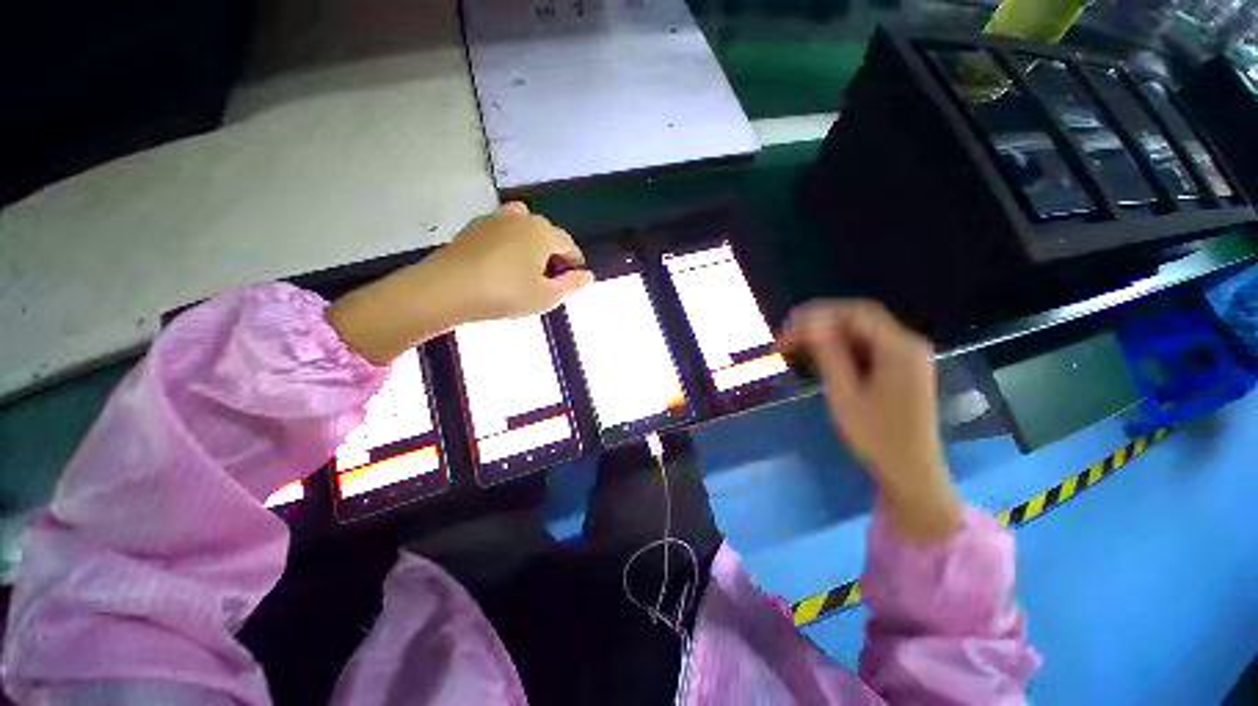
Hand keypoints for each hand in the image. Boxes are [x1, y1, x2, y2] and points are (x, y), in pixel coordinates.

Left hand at [327, 202, 592, 364]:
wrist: (447, 289)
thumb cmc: (506, 293)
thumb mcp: (547, 297)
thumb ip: (572, 285)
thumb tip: (588, 275)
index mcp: (543, 232)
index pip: (569, 244)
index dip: (575, 262)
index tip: (575, 278)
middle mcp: (521, 217)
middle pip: (546, 233)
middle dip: (553, 254)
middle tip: (550, 279)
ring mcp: (494, 219)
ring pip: (522, 228)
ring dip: (530, 245)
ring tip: (526, 269)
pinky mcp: (472, 227)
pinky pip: (500, 232)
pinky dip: (508, 244)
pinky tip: (501, 265)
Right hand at [776, 300, 962, 542]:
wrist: (911, 471)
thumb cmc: (876, 436)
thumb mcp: (845, 394)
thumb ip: (830, 355)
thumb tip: (810, 324)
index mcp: (899, 347)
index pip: (855, 313)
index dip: (818, 313)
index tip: (788, 324)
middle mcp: (907, 344)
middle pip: (859, 318)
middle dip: (820, 322)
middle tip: (788, 335)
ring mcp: (906, 356)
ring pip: (861, 332)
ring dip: (828, 334)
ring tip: (796, 345)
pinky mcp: (900, 368)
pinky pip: (867, 347)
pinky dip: (840, 347)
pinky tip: (820, 356)